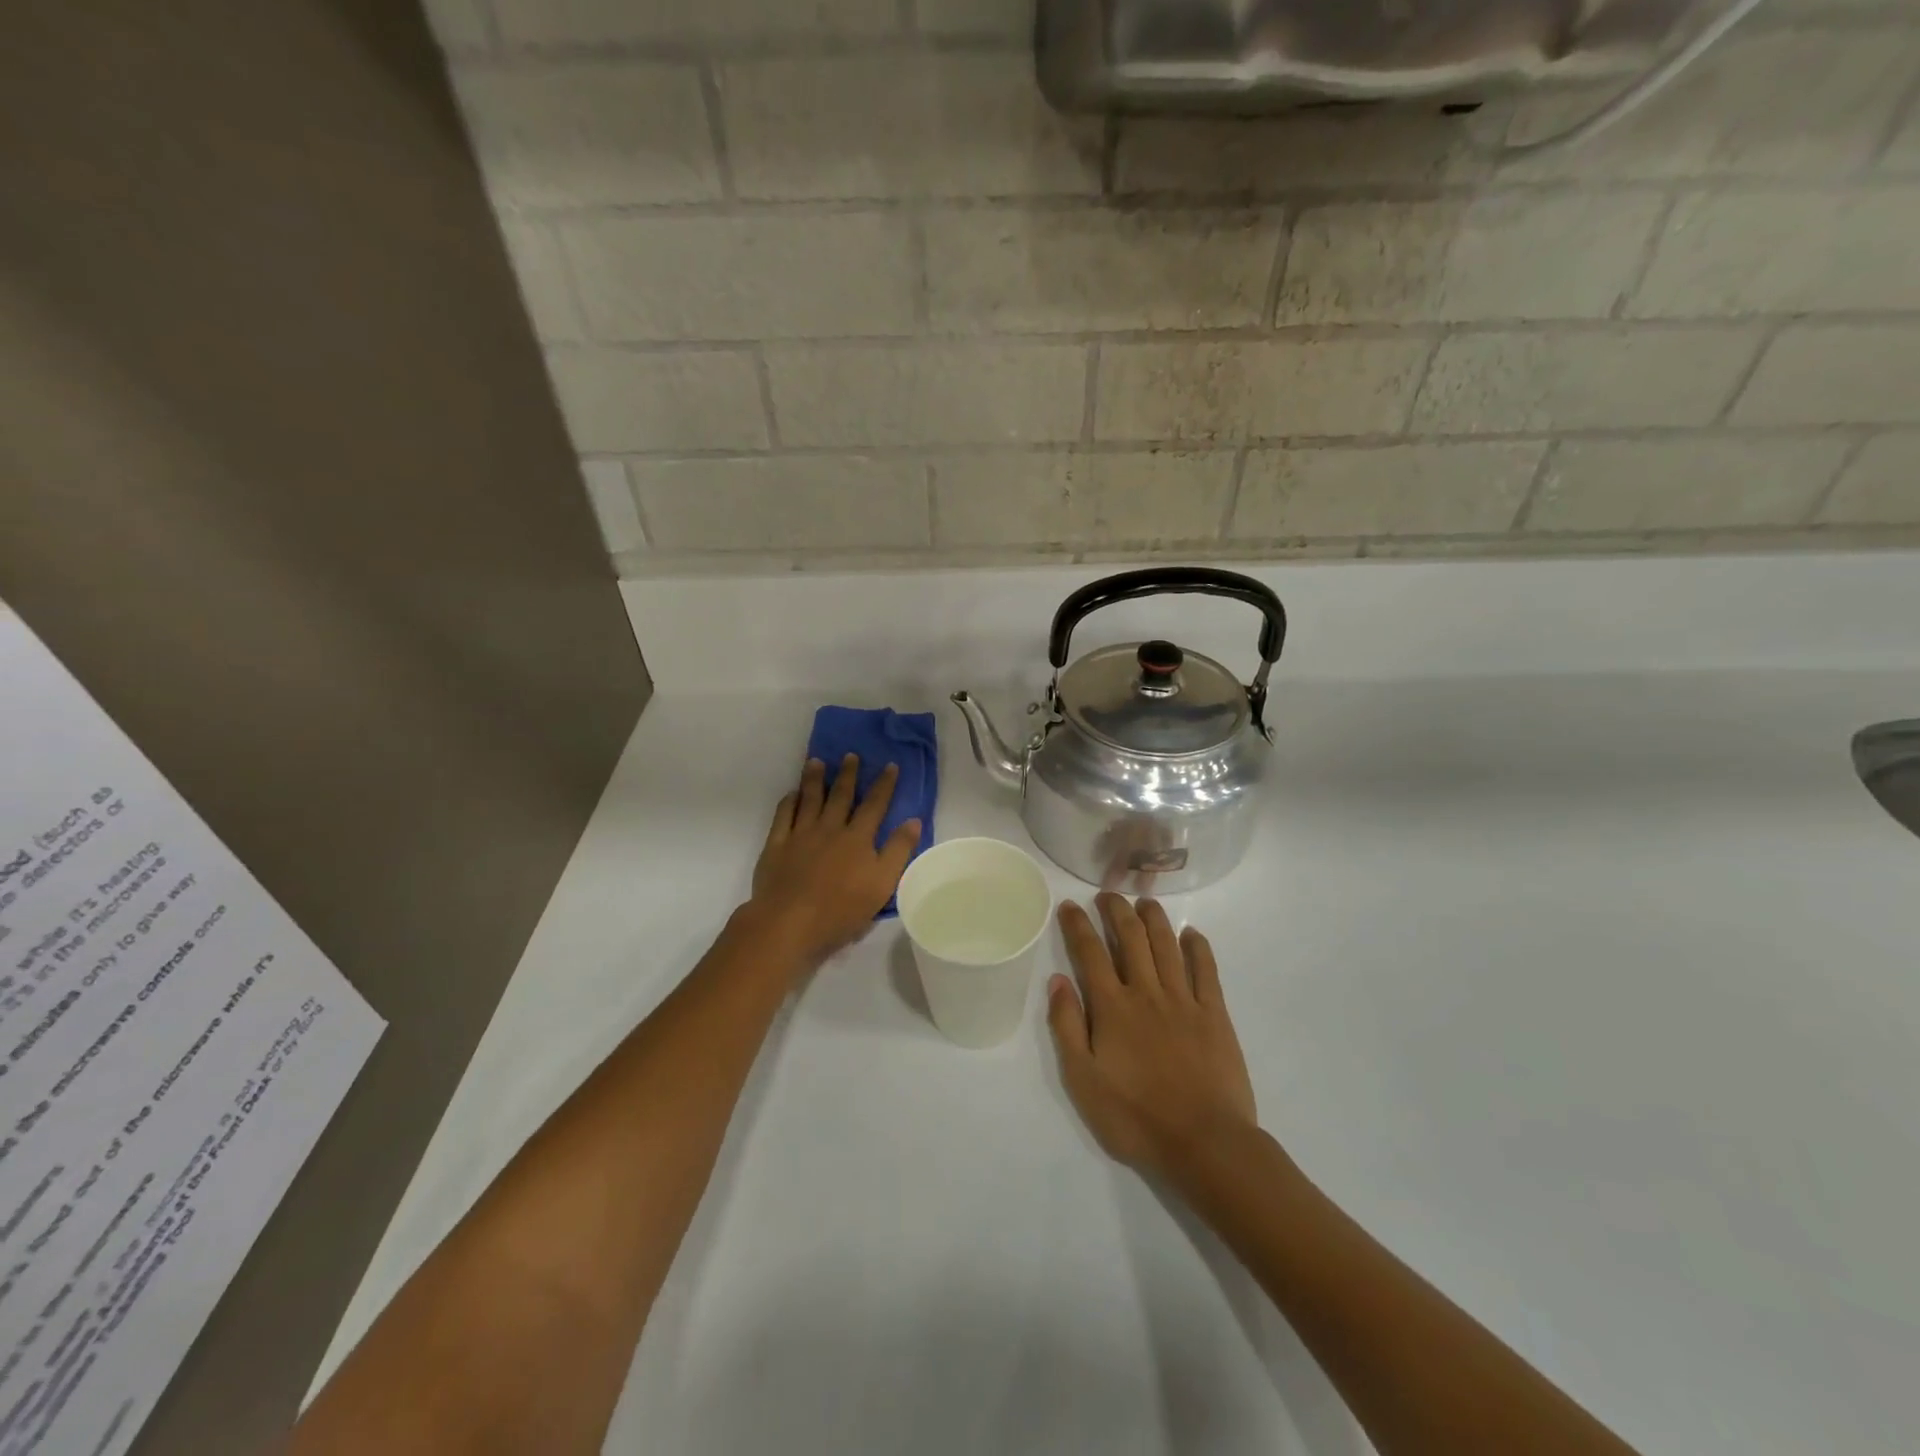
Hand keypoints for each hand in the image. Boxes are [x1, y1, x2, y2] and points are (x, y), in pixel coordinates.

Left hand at [746, 755, 921, 969]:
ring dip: (814, 779)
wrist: (789, 923)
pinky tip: (791, 794)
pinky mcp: (776, 846)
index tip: (890, 765)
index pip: (874, 805)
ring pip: (809, 799)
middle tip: (850, 755)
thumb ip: (898, 850)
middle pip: (840, 796)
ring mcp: (800, 835)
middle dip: (847, 775)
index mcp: (857, 838)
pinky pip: (783, 816)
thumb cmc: (841, 910)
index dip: (884, 785)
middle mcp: (829, 829)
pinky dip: (788, 802)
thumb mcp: (882, 884)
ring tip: (816, 762)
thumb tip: (914, 820)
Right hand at [1047, 894, 1256, 1179]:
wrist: (1204, 1143)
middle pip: (1130, 937)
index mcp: (1112, 1007)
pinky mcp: (1215, 1014)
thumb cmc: (1136, 1118)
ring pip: (1167, 944)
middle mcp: (1146, 992)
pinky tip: (1191, 934)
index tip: (1070, 905)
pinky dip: (1198, 947)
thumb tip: (1057, 980)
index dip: (1077, 925)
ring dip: (1153, 917)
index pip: (1089, 952)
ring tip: (1143, 901)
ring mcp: (1184, 1000)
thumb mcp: (1083, 1081)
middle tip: (1106, 896)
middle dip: (1115, 910)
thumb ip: (1067, 1027)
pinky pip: (1206, 969)